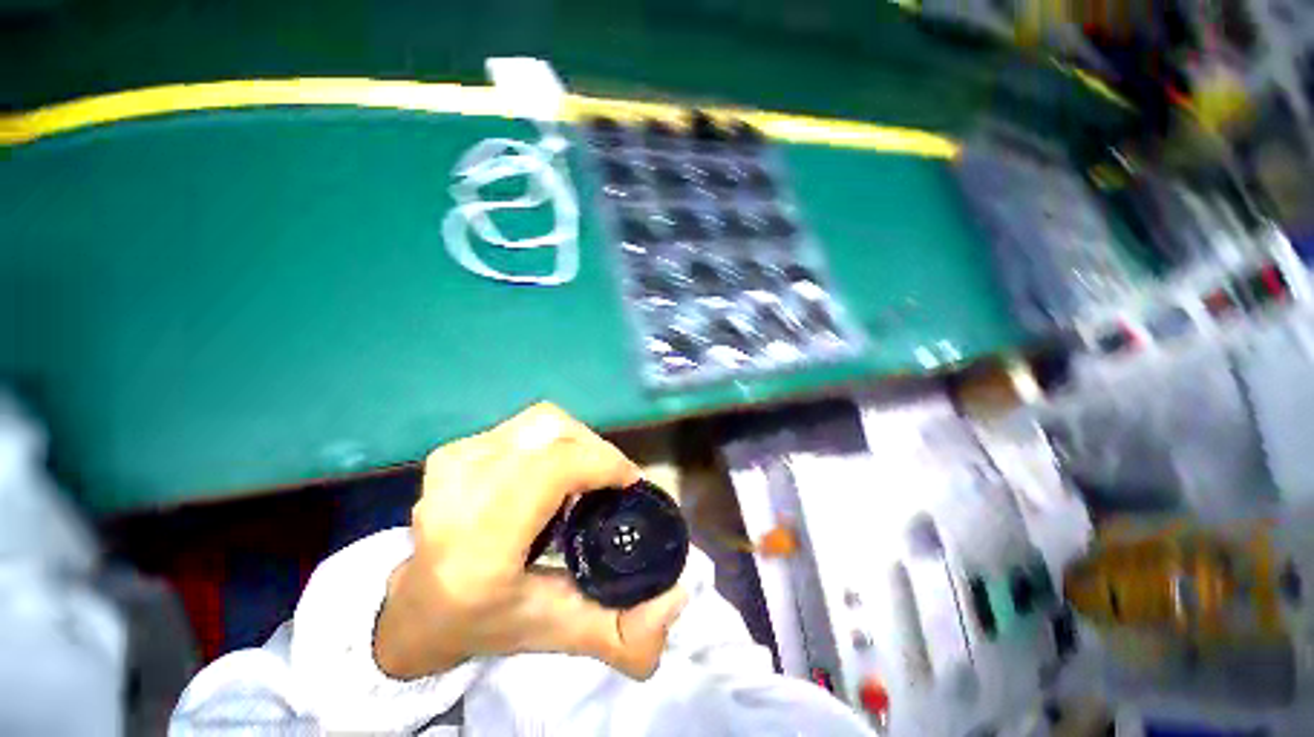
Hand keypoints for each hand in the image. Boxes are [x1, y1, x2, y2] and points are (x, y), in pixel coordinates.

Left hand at [374, 403, 688, 680]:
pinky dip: (554, 440)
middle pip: (554, 434)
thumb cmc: (488, 621)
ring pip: (544, 422)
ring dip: (577, 442)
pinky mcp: (455, 448)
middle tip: (612, 482)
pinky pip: (527, 426)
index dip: (603, 462)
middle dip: (596, 452)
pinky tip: (553, 471)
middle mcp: (459, 492)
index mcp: (479, 545)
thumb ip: (623, 633)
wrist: (416, 607)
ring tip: (585, 475)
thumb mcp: (558, 634)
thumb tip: (676, 597)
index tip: (630, 482)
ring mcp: (453, 462)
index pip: (553, 468)